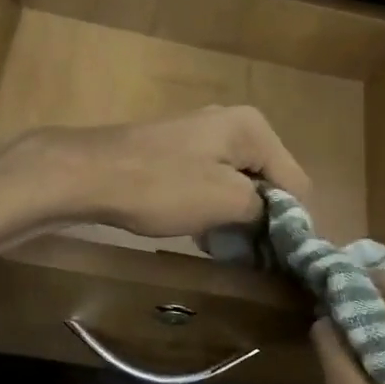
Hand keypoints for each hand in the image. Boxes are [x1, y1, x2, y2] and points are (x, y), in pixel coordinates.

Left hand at [36, 105, 310, 240]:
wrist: (88, 174)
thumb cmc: (162, 186)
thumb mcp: (226, 201)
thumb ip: (266, 210)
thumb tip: (282, 222)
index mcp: (253, 128)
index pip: (297, 182)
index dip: (293, 223)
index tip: (283, 260)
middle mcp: (234, 123)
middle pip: (269, 180)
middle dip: (265, 218)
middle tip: (254, 257)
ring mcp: (203, 135)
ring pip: (240, 183)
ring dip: (238, 217)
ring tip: (227, 249)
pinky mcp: (179, 151)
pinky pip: (213, 182)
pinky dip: (214, 207)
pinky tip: (202, 233)